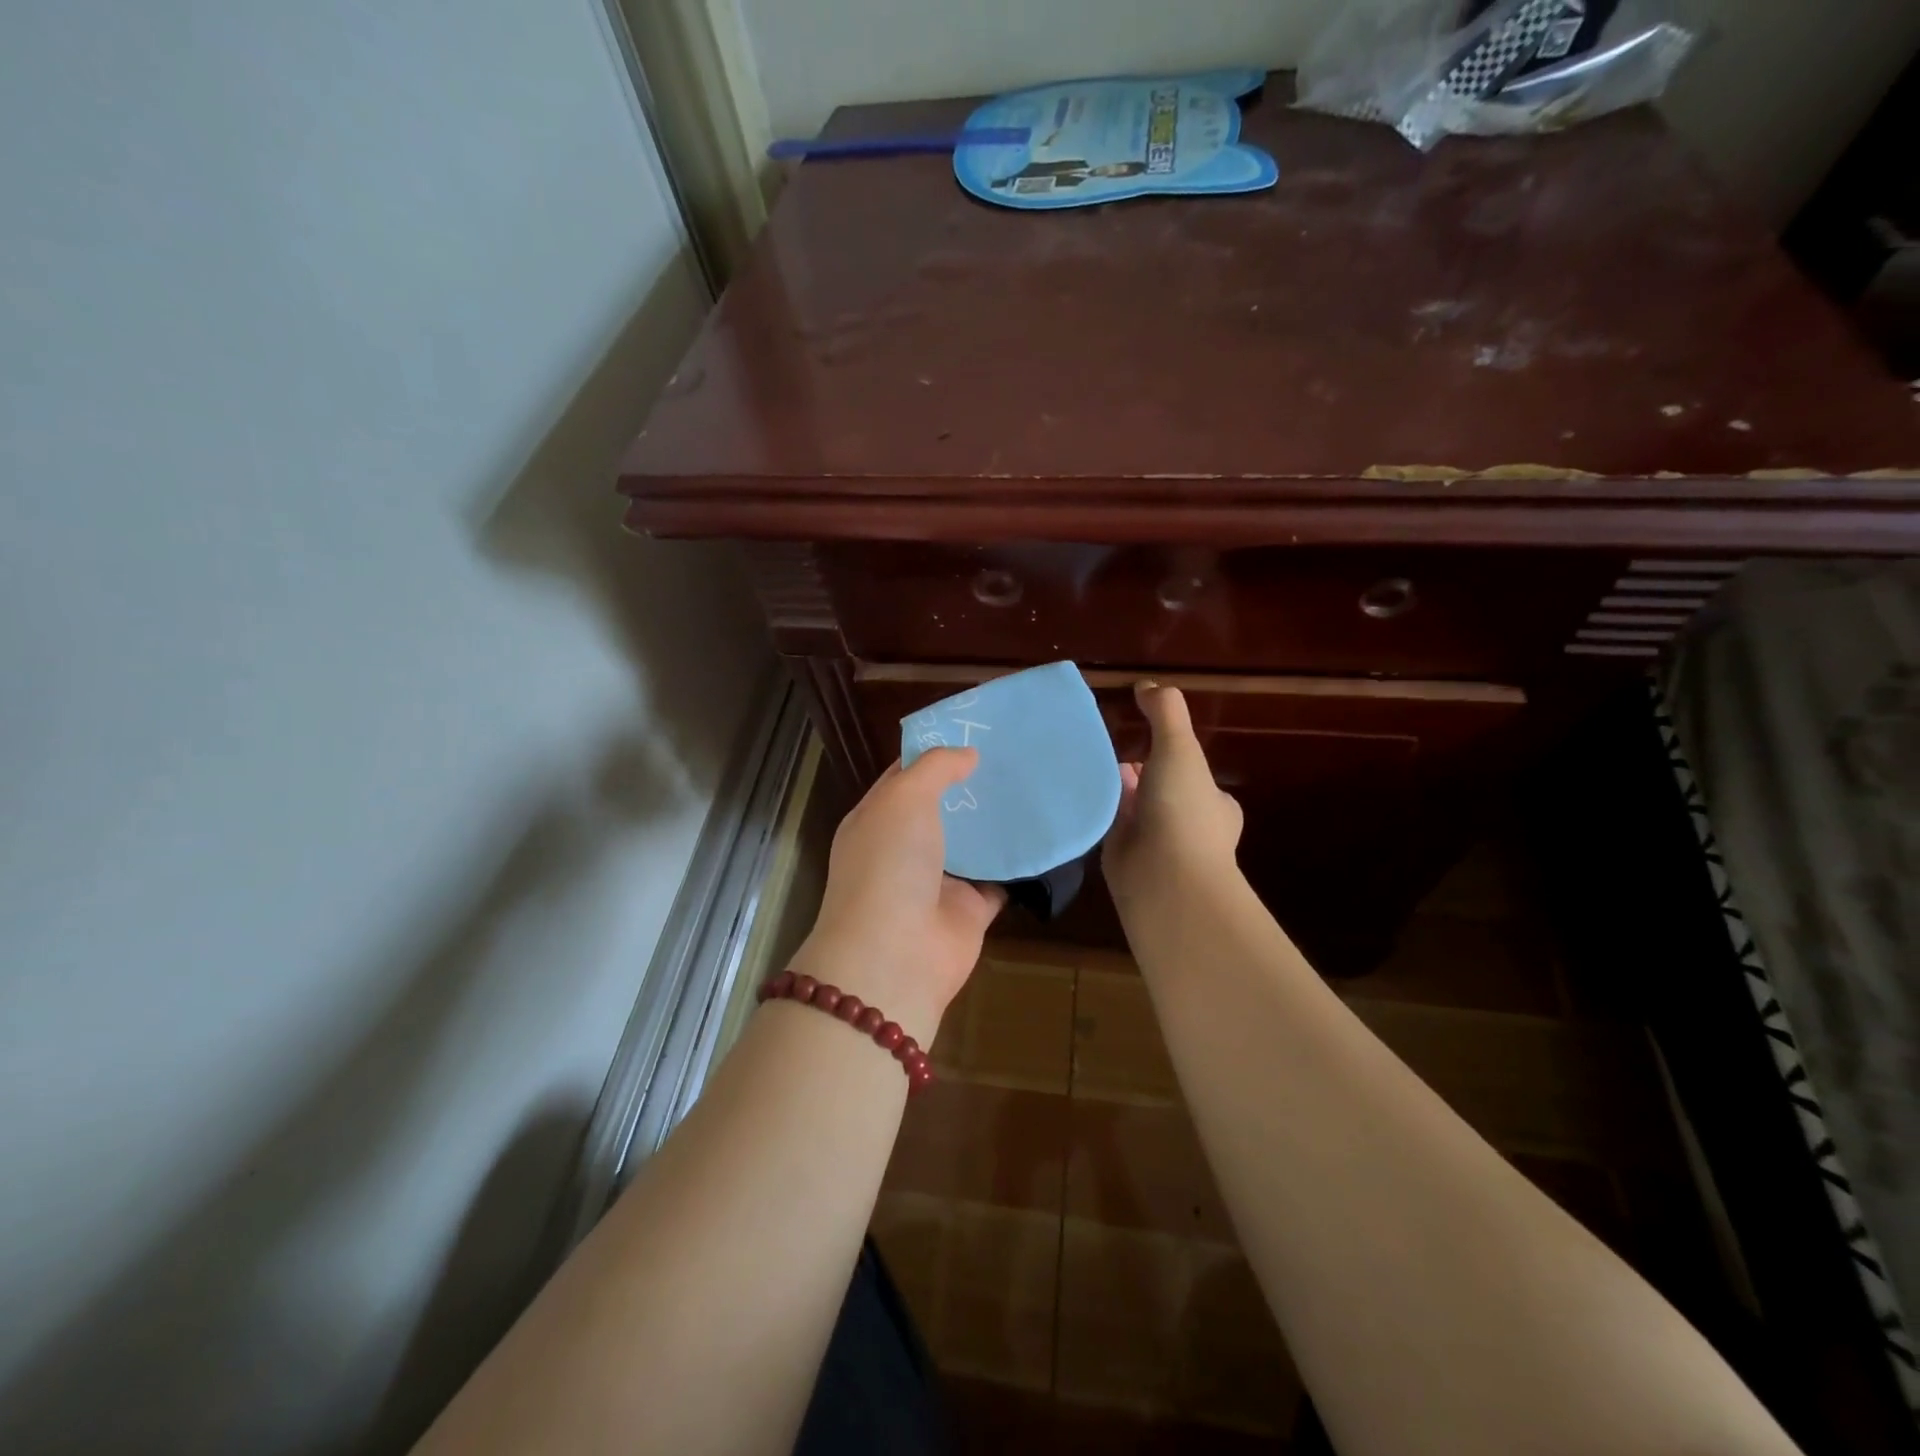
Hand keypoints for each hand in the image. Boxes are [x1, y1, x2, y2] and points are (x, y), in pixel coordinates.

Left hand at [789, 749, 1005, 1045]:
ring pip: (973, 842)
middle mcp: (904, 848)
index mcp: (877, 819)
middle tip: (1014, 755)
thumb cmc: (889, 863)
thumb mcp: (903, 797)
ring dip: (996, 821)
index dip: (935, 754)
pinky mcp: (971, 908)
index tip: (974, 731)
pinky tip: (1046, 832)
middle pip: (942, 808)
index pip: (905, 776)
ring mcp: (938, 880)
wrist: (897, 954)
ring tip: (1034, 784)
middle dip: (972, 784)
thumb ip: (935, 768)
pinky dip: (1020, 862)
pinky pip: (1001, 878)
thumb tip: (968, 754)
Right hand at [1103, 683, 1243, 909]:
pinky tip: (1074, 792)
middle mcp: (1188, 823)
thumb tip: (1147, 684)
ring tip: (1083, 763)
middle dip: (1137, 771)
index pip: (1192, 771)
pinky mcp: (1125, 857)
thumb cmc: (1182, 810)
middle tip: (1106, 748)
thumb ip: (1165, 713)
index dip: (1170, 753)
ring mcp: (1157, 843)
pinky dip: (1096, 810)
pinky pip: (1108, 826)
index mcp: (1213, 802)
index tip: (1143, 737)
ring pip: (1132, 807)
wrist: (1164, 879)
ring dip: (1113, 790)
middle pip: (1158, 788)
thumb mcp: (1179, 747)